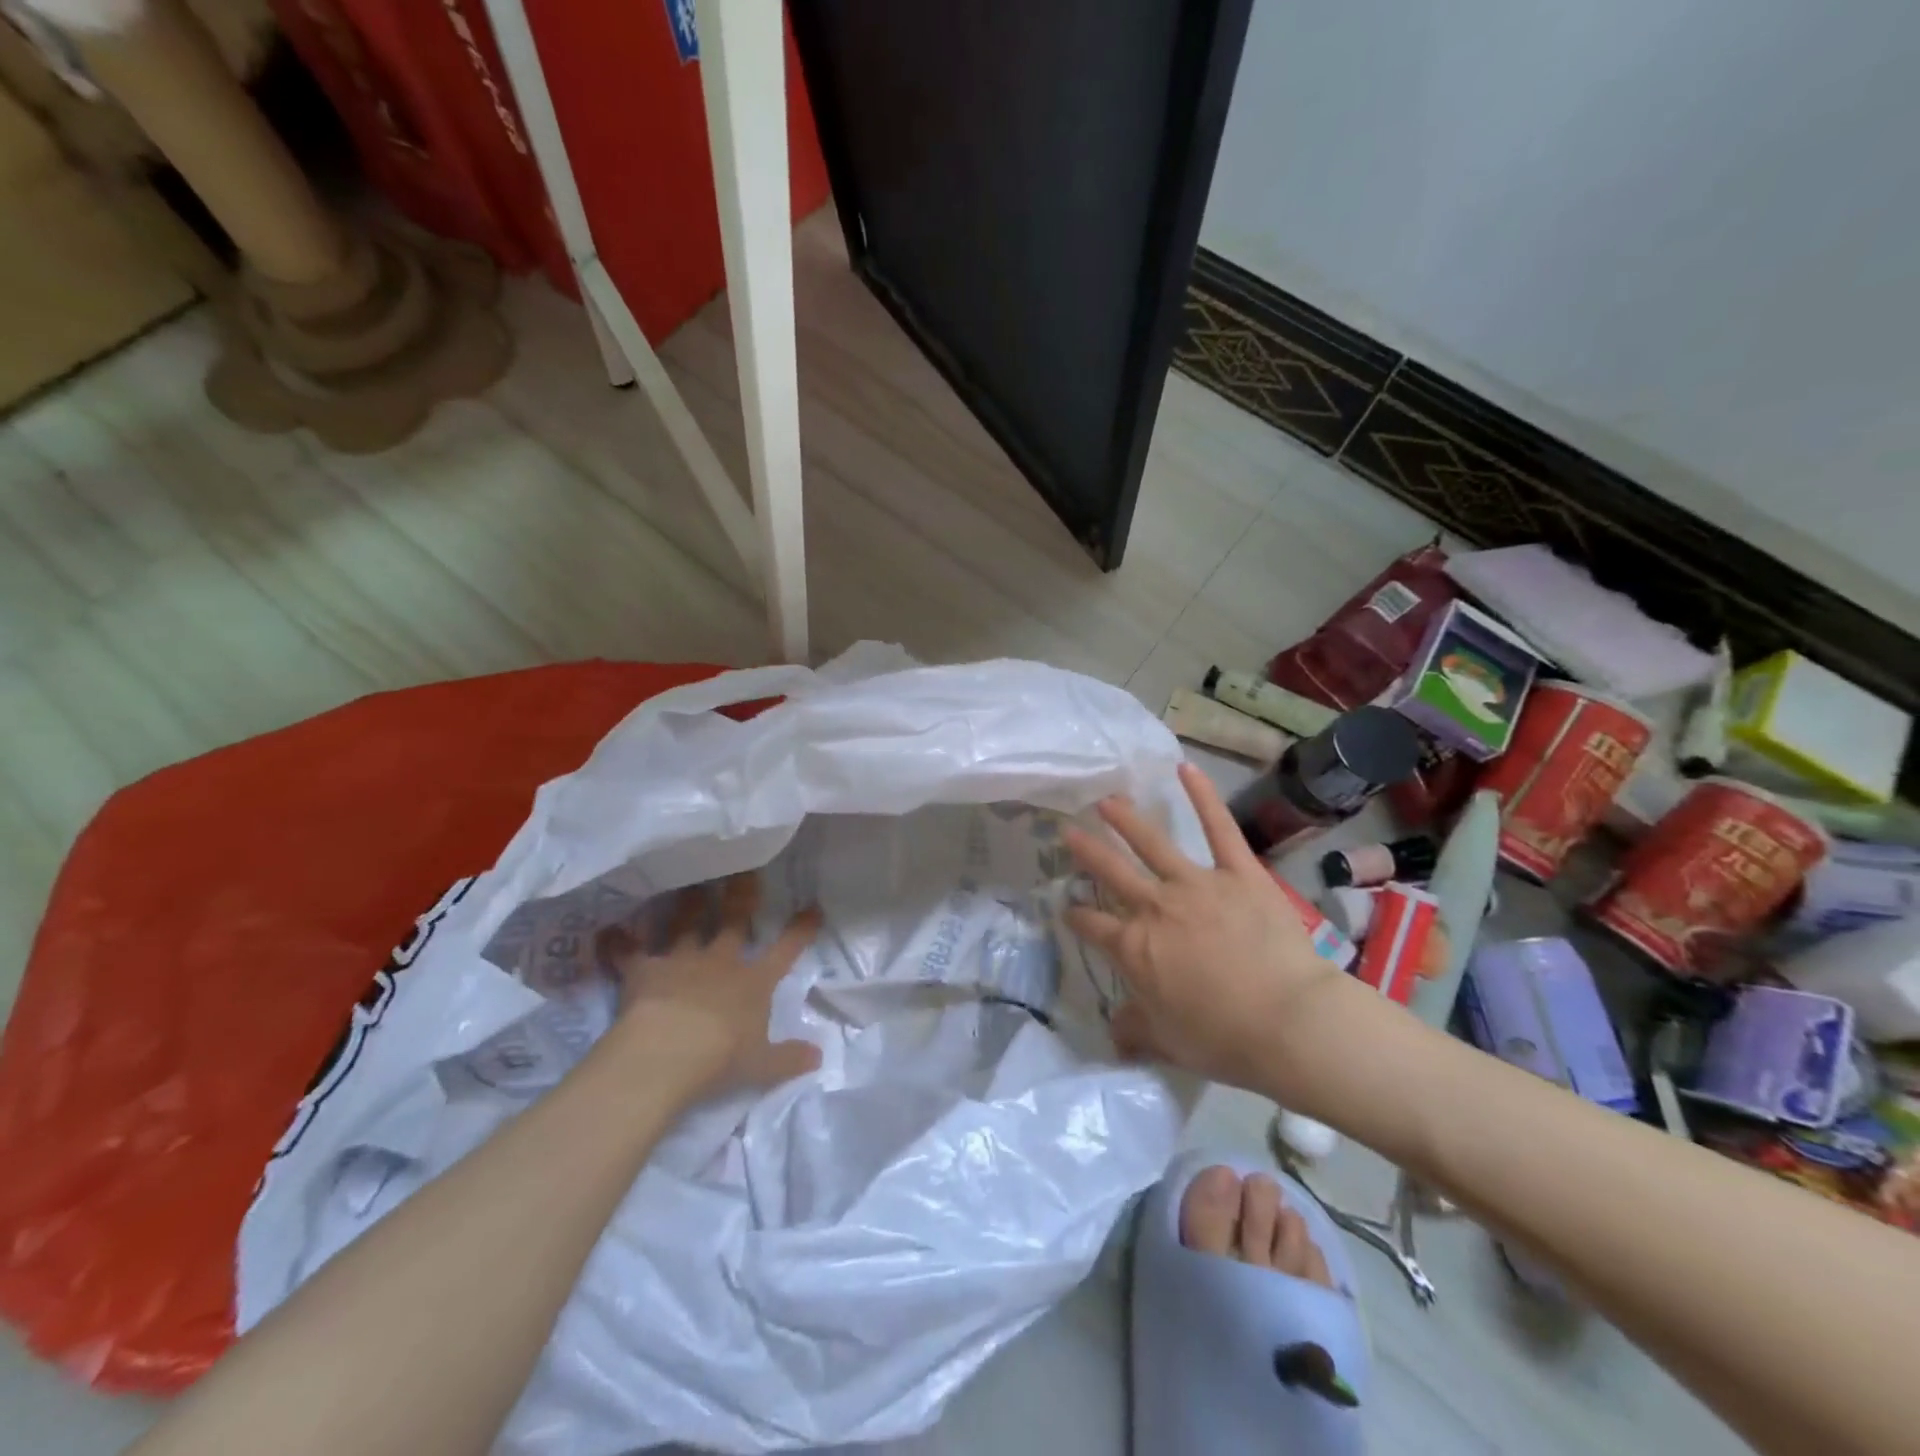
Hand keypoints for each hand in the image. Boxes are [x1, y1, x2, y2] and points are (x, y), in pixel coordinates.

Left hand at [597, 874, 822, 1096]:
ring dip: (687, 905)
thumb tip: (819, 1055)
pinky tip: (608, 931)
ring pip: (686, 925)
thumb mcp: (763, 1065)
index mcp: (754, 982)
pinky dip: (618, 943)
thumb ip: (789, 1057)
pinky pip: (629, 952)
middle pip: (733, 921)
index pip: (785, 950)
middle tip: (745, 870)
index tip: (812, 907)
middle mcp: (720, 963)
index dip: (800, 930)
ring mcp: (681, 962)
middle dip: (741, 895)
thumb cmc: (722, 1058)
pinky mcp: (644, 971)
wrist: (667, 1053)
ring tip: (690, 884)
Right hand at [1062, 763, 1357, 1094]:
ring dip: (1126, 819)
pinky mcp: (1238, 873)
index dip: (1077, 918)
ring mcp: (1196, 884)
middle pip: (1112, 872)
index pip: (1093, 927)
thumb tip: (1114, 1032)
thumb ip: (1135, 1030)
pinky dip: (1202, 796)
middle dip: (1087, 851)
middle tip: (1068, 830)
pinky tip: (1186, 769)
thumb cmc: (1222, 1038)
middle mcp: (1155, 907)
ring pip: (1152, 843)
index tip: (1068, 910)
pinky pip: (1218, 828)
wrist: (1287, 1021)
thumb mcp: (1167, 1042)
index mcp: (1134, 948)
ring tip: (1107, 799)